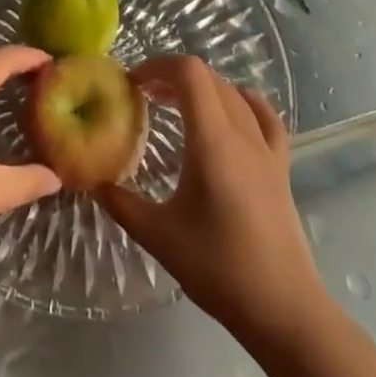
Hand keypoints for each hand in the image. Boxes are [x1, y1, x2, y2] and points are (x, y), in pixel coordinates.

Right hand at [98, 56, 324, 344]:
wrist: (284, 310)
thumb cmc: (219, 269)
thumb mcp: (159, 237)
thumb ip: (121, 204)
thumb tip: (92, 180)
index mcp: (213, 141)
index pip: (189, 73)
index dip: (158, 66)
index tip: (133, 85)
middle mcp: (242, 134)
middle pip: (209, 78)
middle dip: (173, 77)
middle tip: (145, 98)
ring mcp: (266, 149)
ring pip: (233, 93)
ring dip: (202, 88)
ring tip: (177, 106)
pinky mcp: (281, 167)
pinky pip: (264, 117)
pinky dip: (242, 102)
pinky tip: (230, 114)